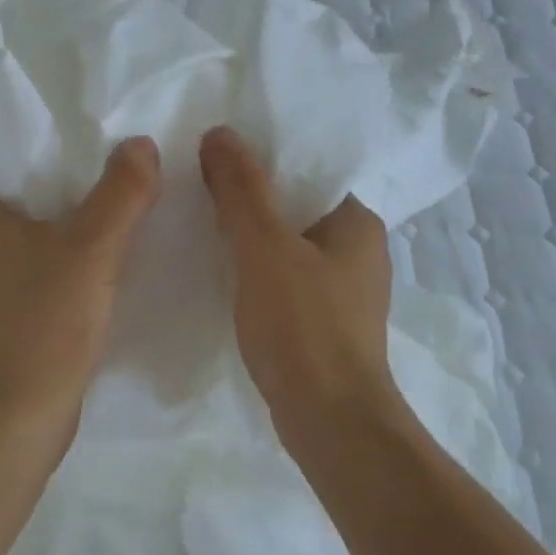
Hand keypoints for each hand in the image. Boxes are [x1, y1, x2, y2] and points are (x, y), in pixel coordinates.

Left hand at [0, 138, 161, 431]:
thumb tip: (138, 145)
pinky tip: (83, 272)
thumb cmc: (42, 322)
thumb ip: (120, 194)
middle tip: (74, 171)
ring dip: (35, 227)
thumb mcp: (92, 250)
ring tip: (86, 215)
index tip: (31, 143)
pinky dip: (40, 266)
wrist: (14, 416)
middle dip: (22, 182)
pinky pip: (14, 277)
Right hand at [199, 127, 404, 455]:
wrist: (330, 421)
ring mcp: (343, 291)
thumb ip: (241, 190)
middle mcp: (358, 251)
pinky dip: (256, 274)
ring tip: (201, 226)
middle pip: (295, 209)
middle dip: (250, 200)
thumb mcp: (264, 248)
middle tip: (198, 188)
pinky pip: (285, 282)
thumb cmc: (303, 326)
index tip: (216, 159)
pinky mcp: (324, 324)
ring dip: (250, 239)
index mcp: (357, 222)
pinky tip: (222, 276)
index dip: (263, 161)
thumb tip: (220, 133)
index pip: (308, 172)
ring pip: (288, 248)